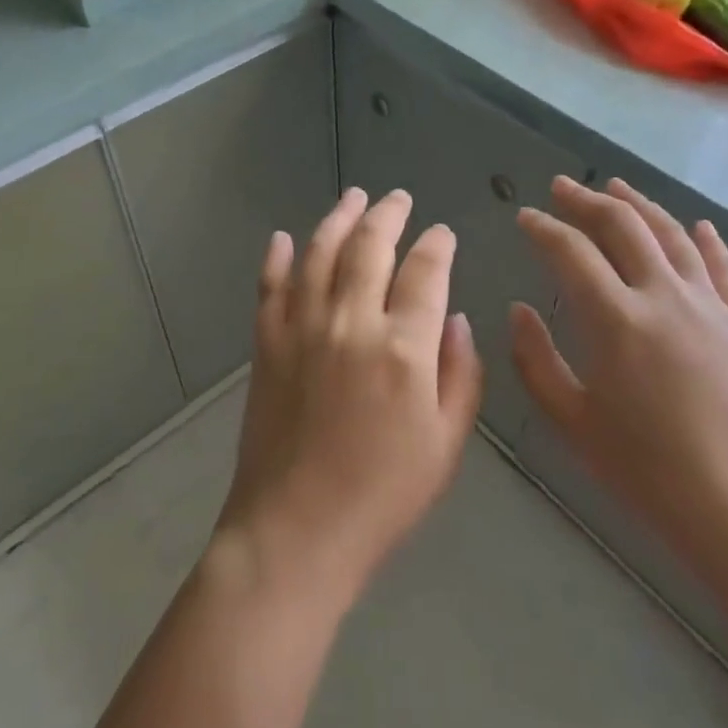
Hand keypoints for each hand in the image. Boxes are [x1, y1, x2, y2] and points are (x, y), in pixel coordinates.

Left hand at [216, 188, 483, 604]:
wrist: (295, 531)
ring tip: (353, 197)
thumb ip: (460, 374)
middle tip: (398, 198)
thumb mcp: (446, 444)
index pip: (425, 272)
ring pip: (320, 253)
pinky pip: (270, 286)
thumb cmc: (383, 496)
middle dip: (388, 215)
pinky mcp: (266, 343)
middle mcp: (351, 322)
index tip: (442, 233)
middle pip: (370, 247)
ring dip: (338, 218)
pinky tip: (285, 238)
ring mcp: (302, 328)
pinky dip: (278, 258)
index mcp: (403, 348)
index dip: (437, 245)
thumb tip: (456, 319)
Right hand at [511, 176, 727, 594]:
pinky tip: (694, 224)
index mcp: (616, 320)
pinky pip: (721, 266)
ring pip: (671, 233)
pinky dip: (703, 238)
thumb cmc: (649, 473)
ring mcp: (711, 305)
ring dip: (639, 204)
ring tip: (616, 186)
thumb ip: (536, 360)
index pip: (570, 251)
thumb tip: (520, 310)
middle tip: (561, 187)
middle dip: (586, 200)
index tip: (525, 217)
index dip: (543, 227)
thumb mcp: (572, 422)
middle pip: (622, 226)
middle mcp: (664, 296)